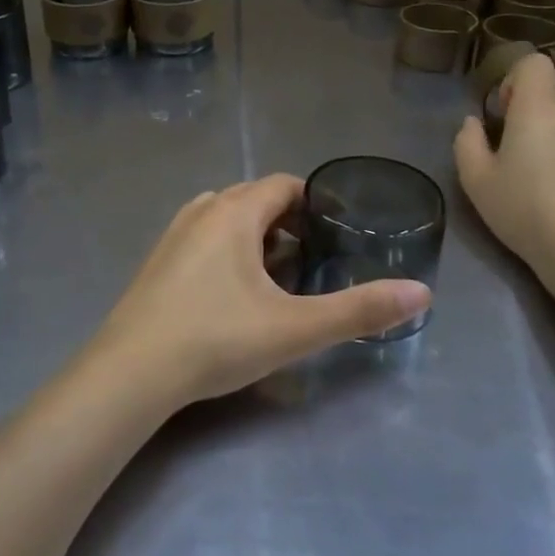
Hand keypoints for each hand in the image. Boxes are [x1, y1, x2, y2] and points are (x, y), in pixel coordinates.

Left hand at [89, 176, 431, 409]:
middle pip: (254, 197)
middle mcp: (202, 210)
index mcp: (234, 212)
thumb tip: (422, 293)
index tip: (337, 233)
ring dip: (254, 234)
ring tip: (276, 275)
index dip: (314, 202)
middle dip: (287, 221)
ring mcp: (174, 234)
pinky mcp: (157, 260)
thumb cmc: (217, 339)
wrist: (132, 371)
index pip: (283, 184)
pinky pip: (202, 237)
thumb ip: (358, 310)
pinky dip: (225, 249)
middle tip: (313, 260)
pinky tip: (231, 292)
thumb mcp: (295, 328)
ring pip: (225, 217)